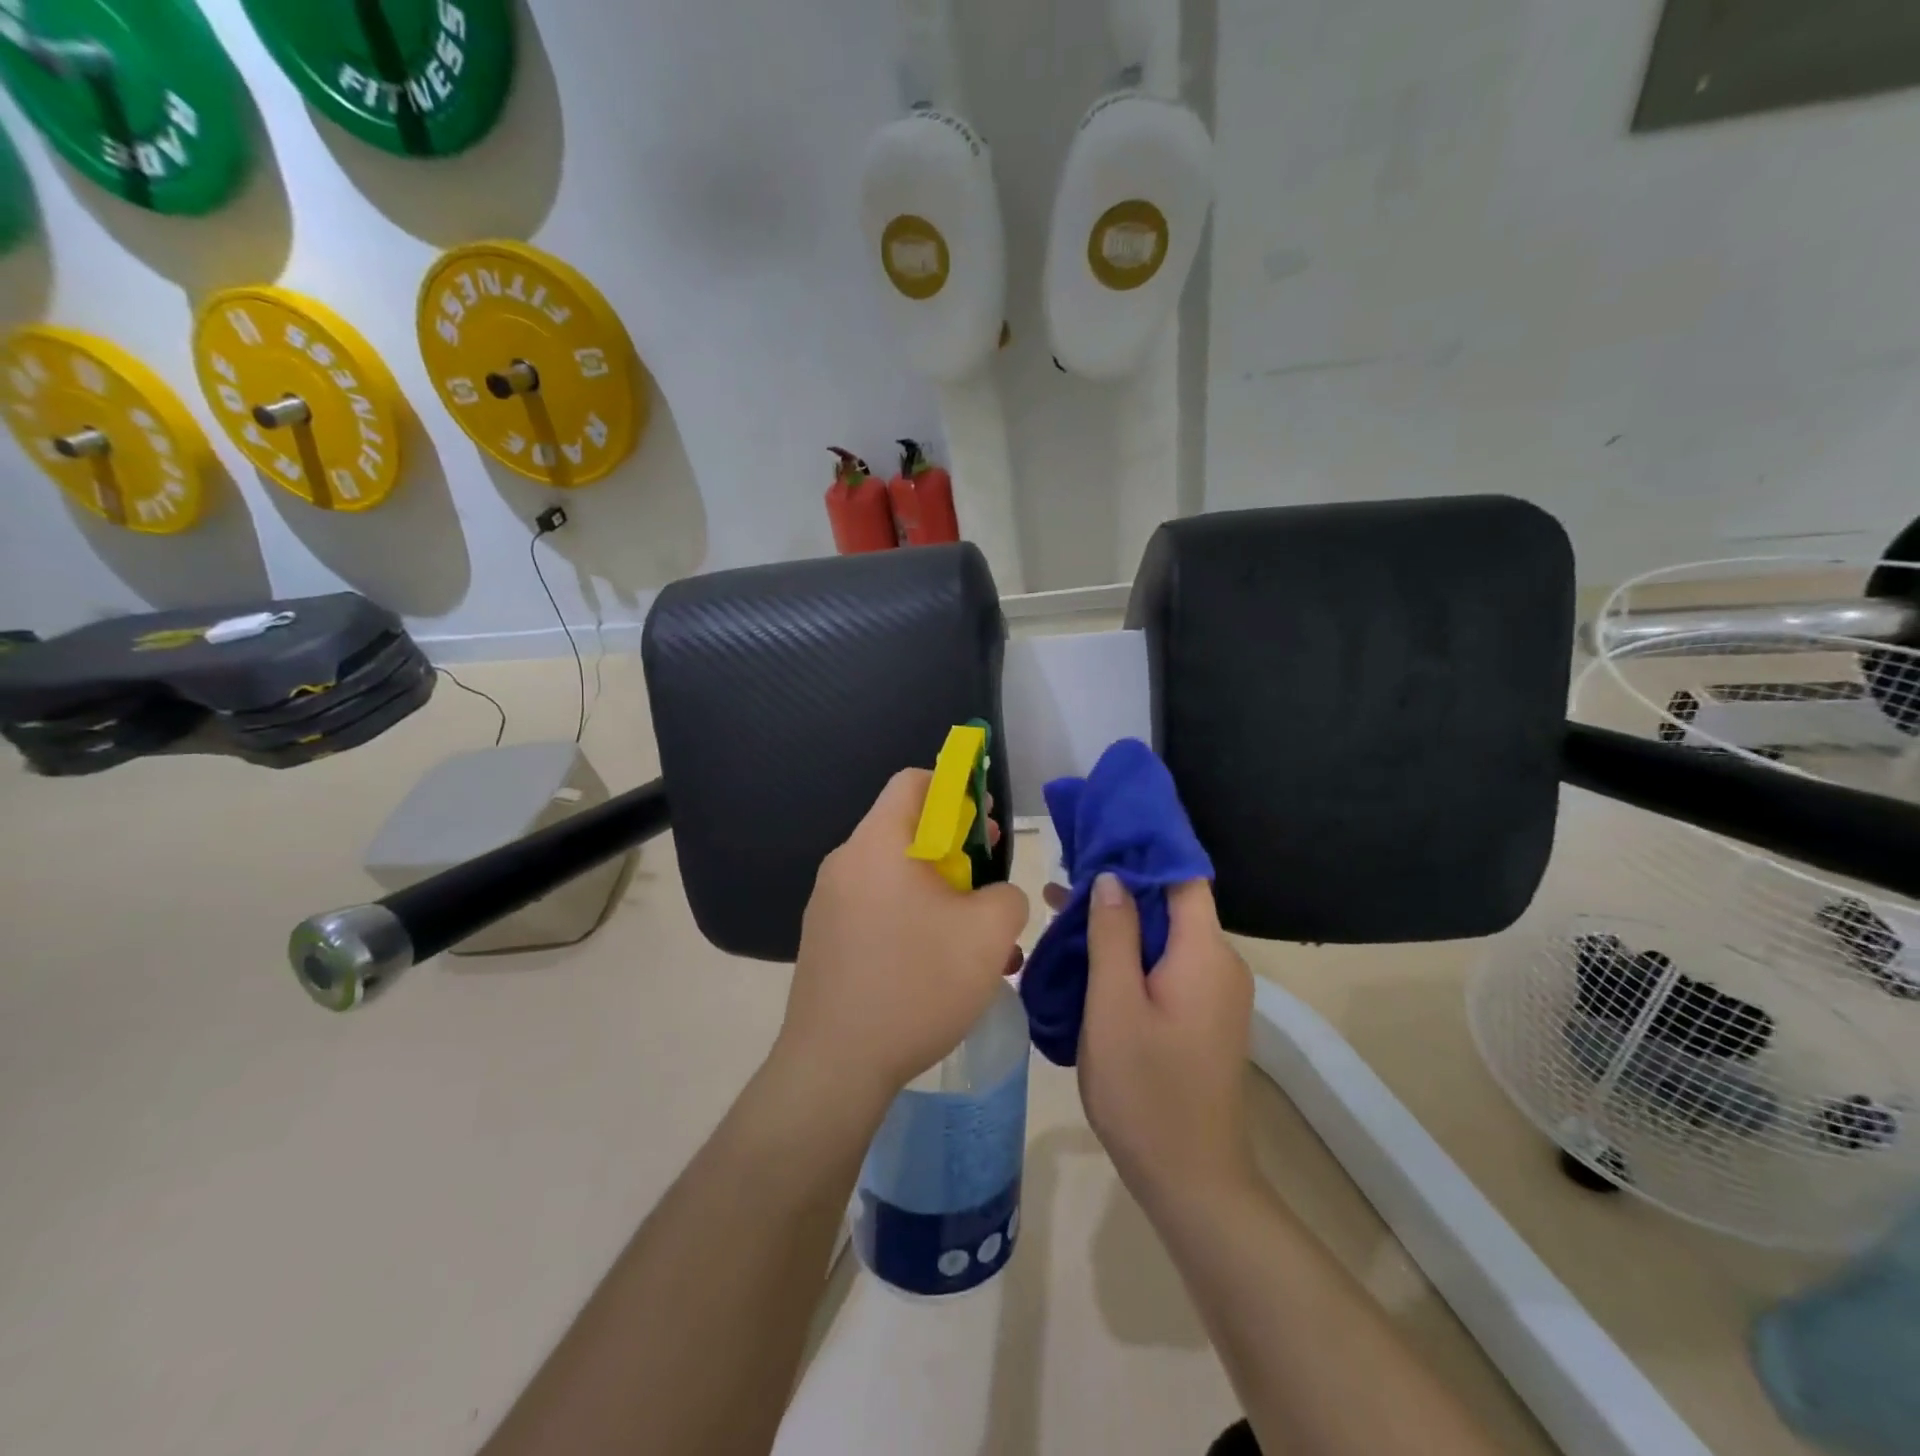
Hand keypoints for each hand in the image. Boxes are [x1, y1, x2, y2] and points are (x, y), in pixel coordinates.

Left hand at [772, 770, 1030, 1117]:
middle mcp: (845, 862)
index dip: (956, 790)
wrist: (835, 1065)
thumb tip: (992, 895)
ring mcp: (827, 903)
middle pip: (906, 829)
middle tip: (987, 884)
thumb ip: (1007, 895)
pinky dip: (911, 919)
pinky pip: (876, 908)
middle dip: (955, 849)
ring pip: (895, 876)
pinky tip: (937, 965)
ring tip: (973, 938)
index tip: (984, 826)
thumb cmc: (916, 984)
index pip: (913, 781)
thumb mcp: (988, 934)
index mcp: (878, 843)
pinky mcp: (824, 939)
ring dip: (938, 893)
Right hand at [1074, 873, 1256, 1212]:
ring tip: (1059, 909)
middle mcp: (1220, 963)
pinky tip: (1089, 954)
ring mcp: (1214, 992)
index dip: (1144, 847)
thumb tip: (1111, 876)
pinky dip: (1131, 952)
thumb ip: (1114, 934)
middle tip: (1062, 874)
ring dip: (1119, 921)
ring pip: (1165, 936)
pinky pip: (1167, 964)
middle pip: (1171, 903)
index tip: (1100, 829)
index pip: (1181, 875)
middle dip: (1119, 885)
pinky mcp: (1203, 1014)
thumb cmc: (1146, 1090)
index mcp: (1204, 953)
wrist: (1191, 1181)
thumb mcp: (1114, 1005)